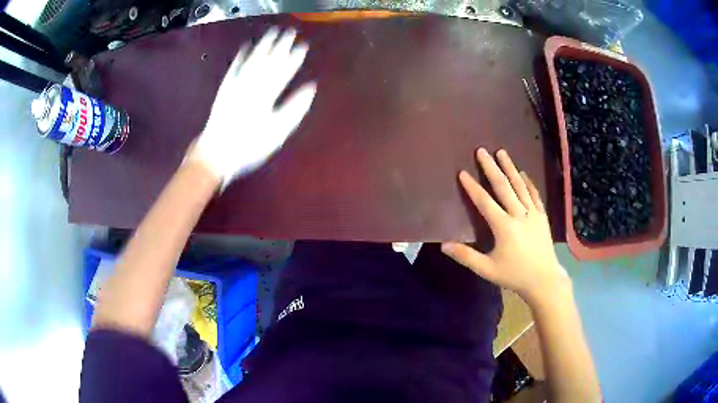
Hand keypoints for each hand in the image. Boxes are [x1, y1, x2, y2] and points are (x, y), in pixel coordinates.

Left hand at [188, 27, 316, 187]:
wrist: (216, 152)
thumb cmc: (250, 146)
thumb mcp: (278, 132)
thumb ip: (295, 108)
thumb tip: (311, 88)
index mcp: (268, 94)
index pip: (285, 71)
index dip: (295, 58)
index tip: (303, 46)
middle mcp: (253, 84)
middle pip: (269, 60)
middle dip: (281, 45)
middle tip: (290, 32)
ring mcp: (237, 84)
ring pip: (253, 60)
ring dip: (263, 45)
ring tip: (272, 33)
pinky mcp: (226, 88)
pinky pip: (235, 68)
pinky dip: (241, 57)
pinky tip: (246, 48)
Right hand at [441, 148, 569, 305]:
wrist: (544, 280)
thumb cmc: (514, 275)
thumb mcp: (487, 270)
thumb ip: (466, 256)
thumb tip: (443, 245)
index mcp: (504, 227)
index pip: (484, 202)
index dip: (472, 187)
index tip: (462, 172)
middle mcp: (519, 214)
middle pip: (503, 187)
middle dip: (491, 168)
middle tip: (482, 151)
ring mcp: (533, 214)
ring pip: (520, 186)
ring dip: (510, 168)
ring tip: (502, 152)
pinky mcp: (542, 216)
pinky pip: (535, 195)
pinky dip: (528, 183)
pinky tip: (523, 173)